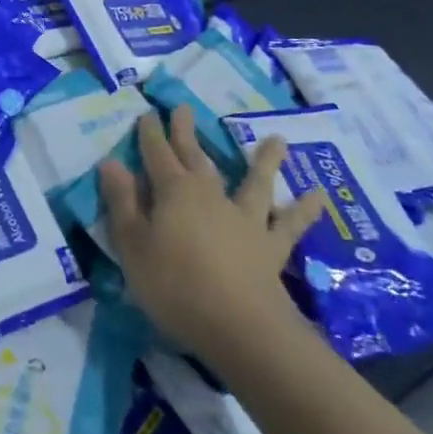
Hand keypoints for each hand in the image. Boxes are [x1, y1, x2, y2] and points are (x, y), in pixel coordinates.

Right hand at [98, 105, 325, 359]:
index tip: (147, 113)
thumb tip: (112, 162)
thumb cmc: (175, 286)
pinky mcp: (270, 246)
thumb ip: (122, 203)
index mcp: (173, 191)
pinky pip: (290, 224)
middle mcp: (209, 194)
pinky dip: (305, 210)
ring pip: (254, 182)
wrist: (239, 326)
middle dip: (187, 132)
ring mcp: (243, 218)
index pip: (157, 154)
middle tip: (184, 107)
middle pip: (195, 156)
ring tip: (277, 140)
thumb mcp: (133, 247)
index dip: (150, 134)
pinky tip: (321, 196)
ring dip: (264, 160)